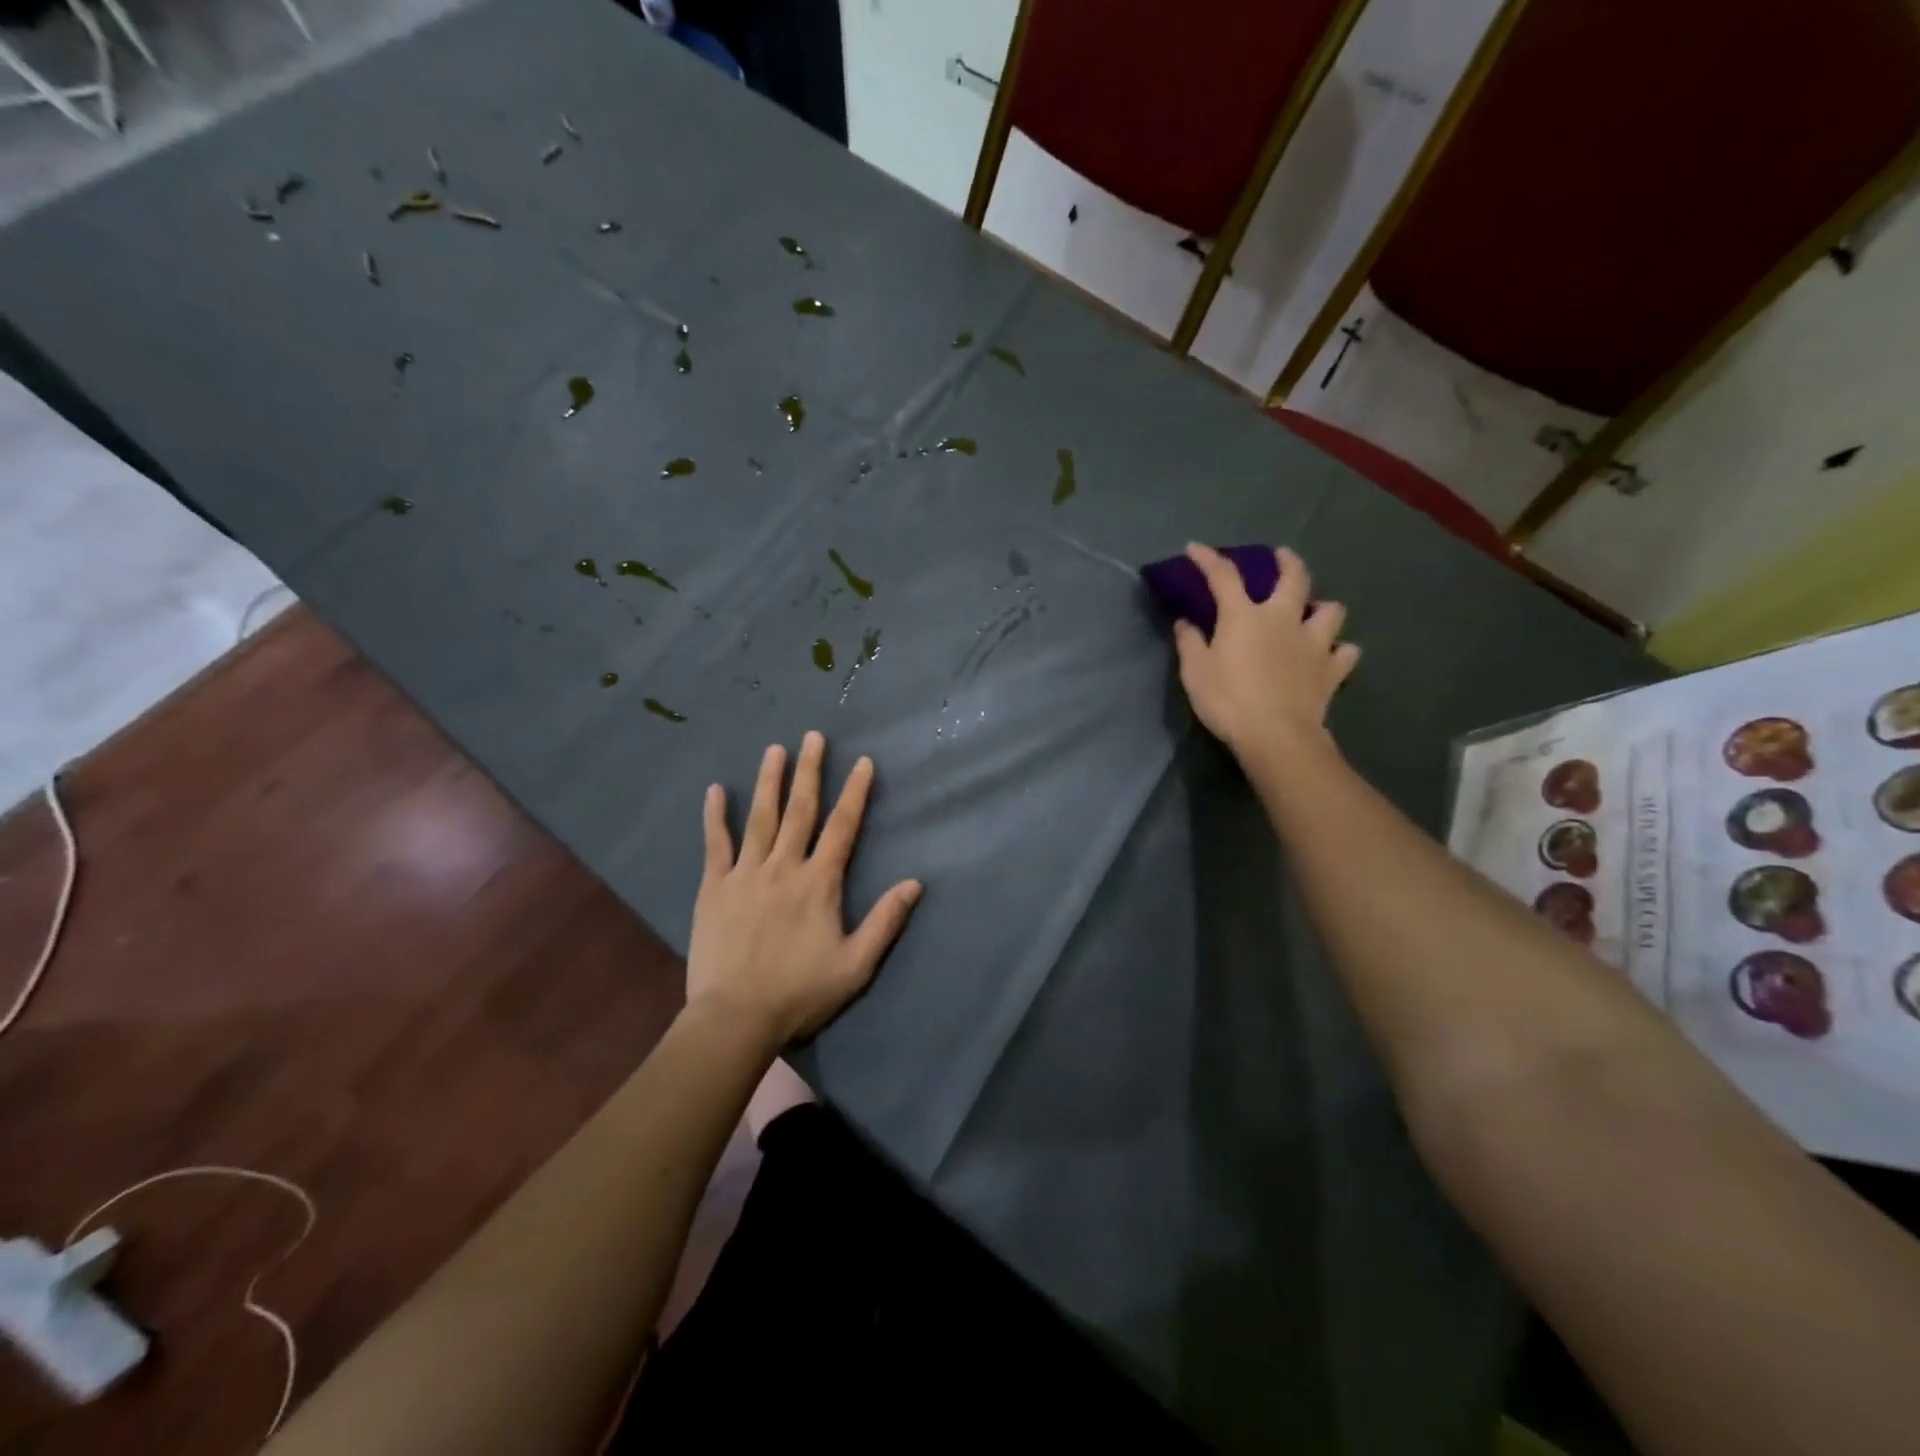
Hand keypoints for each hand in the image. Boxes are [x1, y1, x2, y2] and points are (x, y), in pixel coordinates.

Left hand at [686, 731, 922, 1047]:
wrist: (736, 1018)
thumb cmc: (801, 993)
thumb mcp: (856, 965)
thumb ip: (886, 921)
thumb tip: (915, 883)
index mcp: (820, 883)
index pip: (843, 827)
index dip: (855, 793)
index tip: (863, 762)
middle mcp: (784, 867)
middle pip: (800, 810)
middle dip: (810, 771)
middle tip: (813, 736)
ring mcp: (745, 874)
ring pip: (760, 818)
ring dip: (769, 781)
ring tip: (775, 749)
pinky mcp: (713, 888)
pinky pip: (716, 844)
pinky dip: (716, 816)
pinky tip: (716, 790)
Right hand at [1173, 544, 1359, 762]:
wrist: (1275, 735)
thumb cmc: (1228, 700)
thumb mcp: (1195, 672)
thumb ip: (1190, 643)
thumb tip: (1185, 622)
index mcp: (1244, 617)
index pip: (1224, 577)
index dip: (1208, 559)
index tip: (1195, 548)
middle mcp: (1283, 619)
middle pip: (1294, 577)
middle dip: (1287, 561)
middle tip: (1282, 556)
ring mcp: (1314, 643)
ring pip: (1332, 610)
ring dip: (1322, 608)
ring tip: (1312, 614)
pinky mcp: (1332, 670)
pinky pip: (1346, 652)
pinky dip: (1339, 650)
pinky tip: (1331, 655)